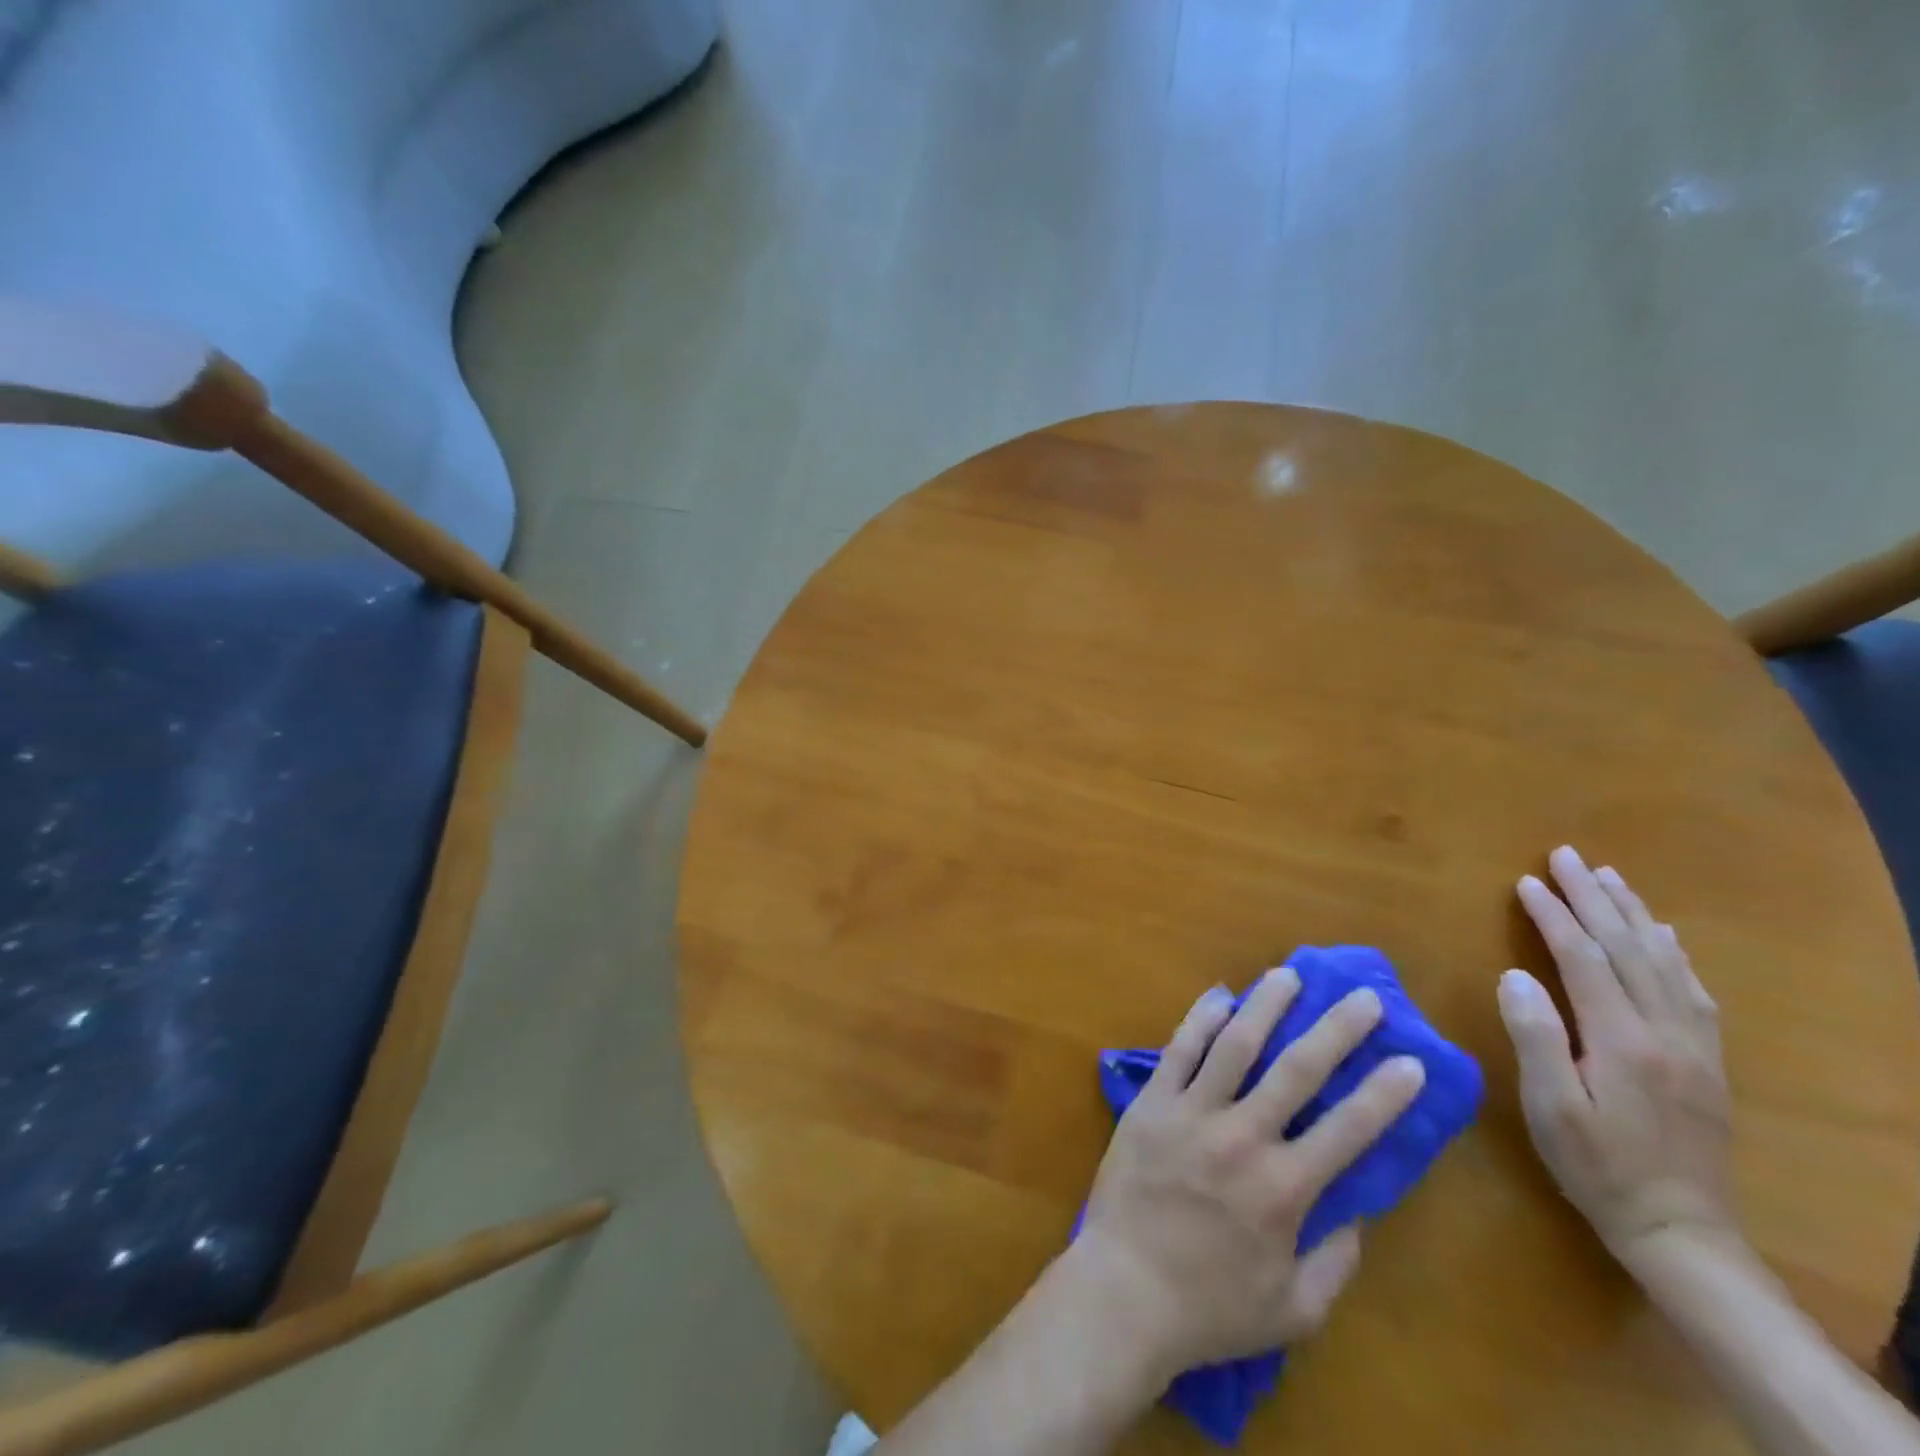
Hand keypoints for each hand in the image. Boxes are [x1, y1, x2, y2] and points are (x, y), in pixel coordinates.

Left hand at [1072, 969, 1426, 1380]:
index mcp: (1283, 1189)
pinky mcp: (1151, 1102)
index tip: (1411, 1062)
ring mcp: (1191, 1112)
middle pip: (1296, 1070)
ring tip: (1287, 975)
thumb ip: (1335, 1261)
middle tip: (1362, 997)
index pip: (1348, 1130)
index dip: (1384, 1094)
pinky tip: (1219, 997)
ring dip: (1265, 1006)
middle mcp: (1241, 1137)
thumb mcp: (1294, 1310)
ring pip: (1234, 1045)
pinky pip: (1179, 1050)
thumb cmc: (1210, 1307)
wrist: (1123, 1290)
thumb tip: (1358, 1211)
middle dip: (1335, 1029)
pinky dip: (1200, 1020)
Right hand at [1499, 846, 1738, 1262]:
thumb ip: (1536, 1038)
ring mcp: (1694, 1045)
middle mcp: (1666, 1031)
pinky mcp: (1706, 1060)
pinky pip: (1693, 990)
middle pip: (1627, 948)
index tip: (1526, 882)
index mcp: (1623, 1040)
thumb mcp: (1550, 1108)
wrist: (1680, 1230)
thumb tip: (1514, 976)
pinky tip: (1663, 935)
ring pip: (1665, 961)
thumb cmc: (1597, 1166)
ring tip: (1608, 878)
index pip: (1583, 958)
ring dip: (1633, 914)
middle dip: (1593, 898)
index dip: (1553, 916)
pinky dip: (1673, 952)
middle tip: (1566, 856)